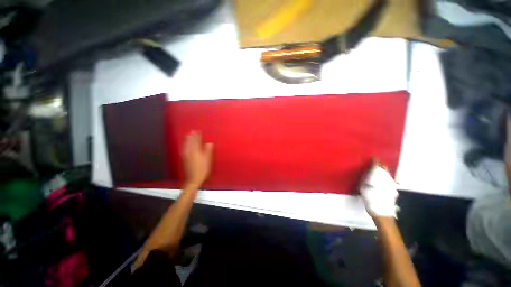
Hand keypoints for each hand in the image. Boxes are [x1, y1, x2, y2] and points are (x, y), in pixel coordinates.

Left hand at [182, 131, 213, 188]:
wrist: (193, 179)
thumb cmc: (202, 169)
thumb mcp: (207, 160)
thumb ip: (208, 150)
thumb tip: (209, 143)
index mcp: (196, 151)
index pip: (197, 141)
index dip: (198, 136)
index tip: (198, 131)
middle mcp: (190, 152)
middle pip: (190, 142)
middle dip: (191, 136)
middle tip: (192, 131)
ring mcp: (186, 155)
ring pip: (186, 145)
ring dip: (187, 140)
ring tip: (188, 135)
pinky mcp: (185, 159)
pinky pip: (184, 149)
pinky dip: (185, 145)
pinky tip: (185, 145)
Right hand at [360, 163, 398, 217]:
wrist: (382, 211)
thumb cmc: (370, 197)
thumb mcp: (362, 186)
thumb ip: (364, 178)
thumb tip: (365, 173)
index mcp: (378, 175)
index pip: (377, 164)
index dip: (375, 160)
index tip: (373, 158)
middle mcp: (386, 177)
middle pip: (384, 167)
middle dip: (380, 165)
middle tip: (375, 164)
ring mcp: (391, 183)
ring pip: (388, 173)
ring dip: (383, 171)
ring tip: (378, 172)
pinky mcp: (393, 189)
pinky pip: (389, 180)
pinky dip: (386, 179)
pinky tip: (382, 182)